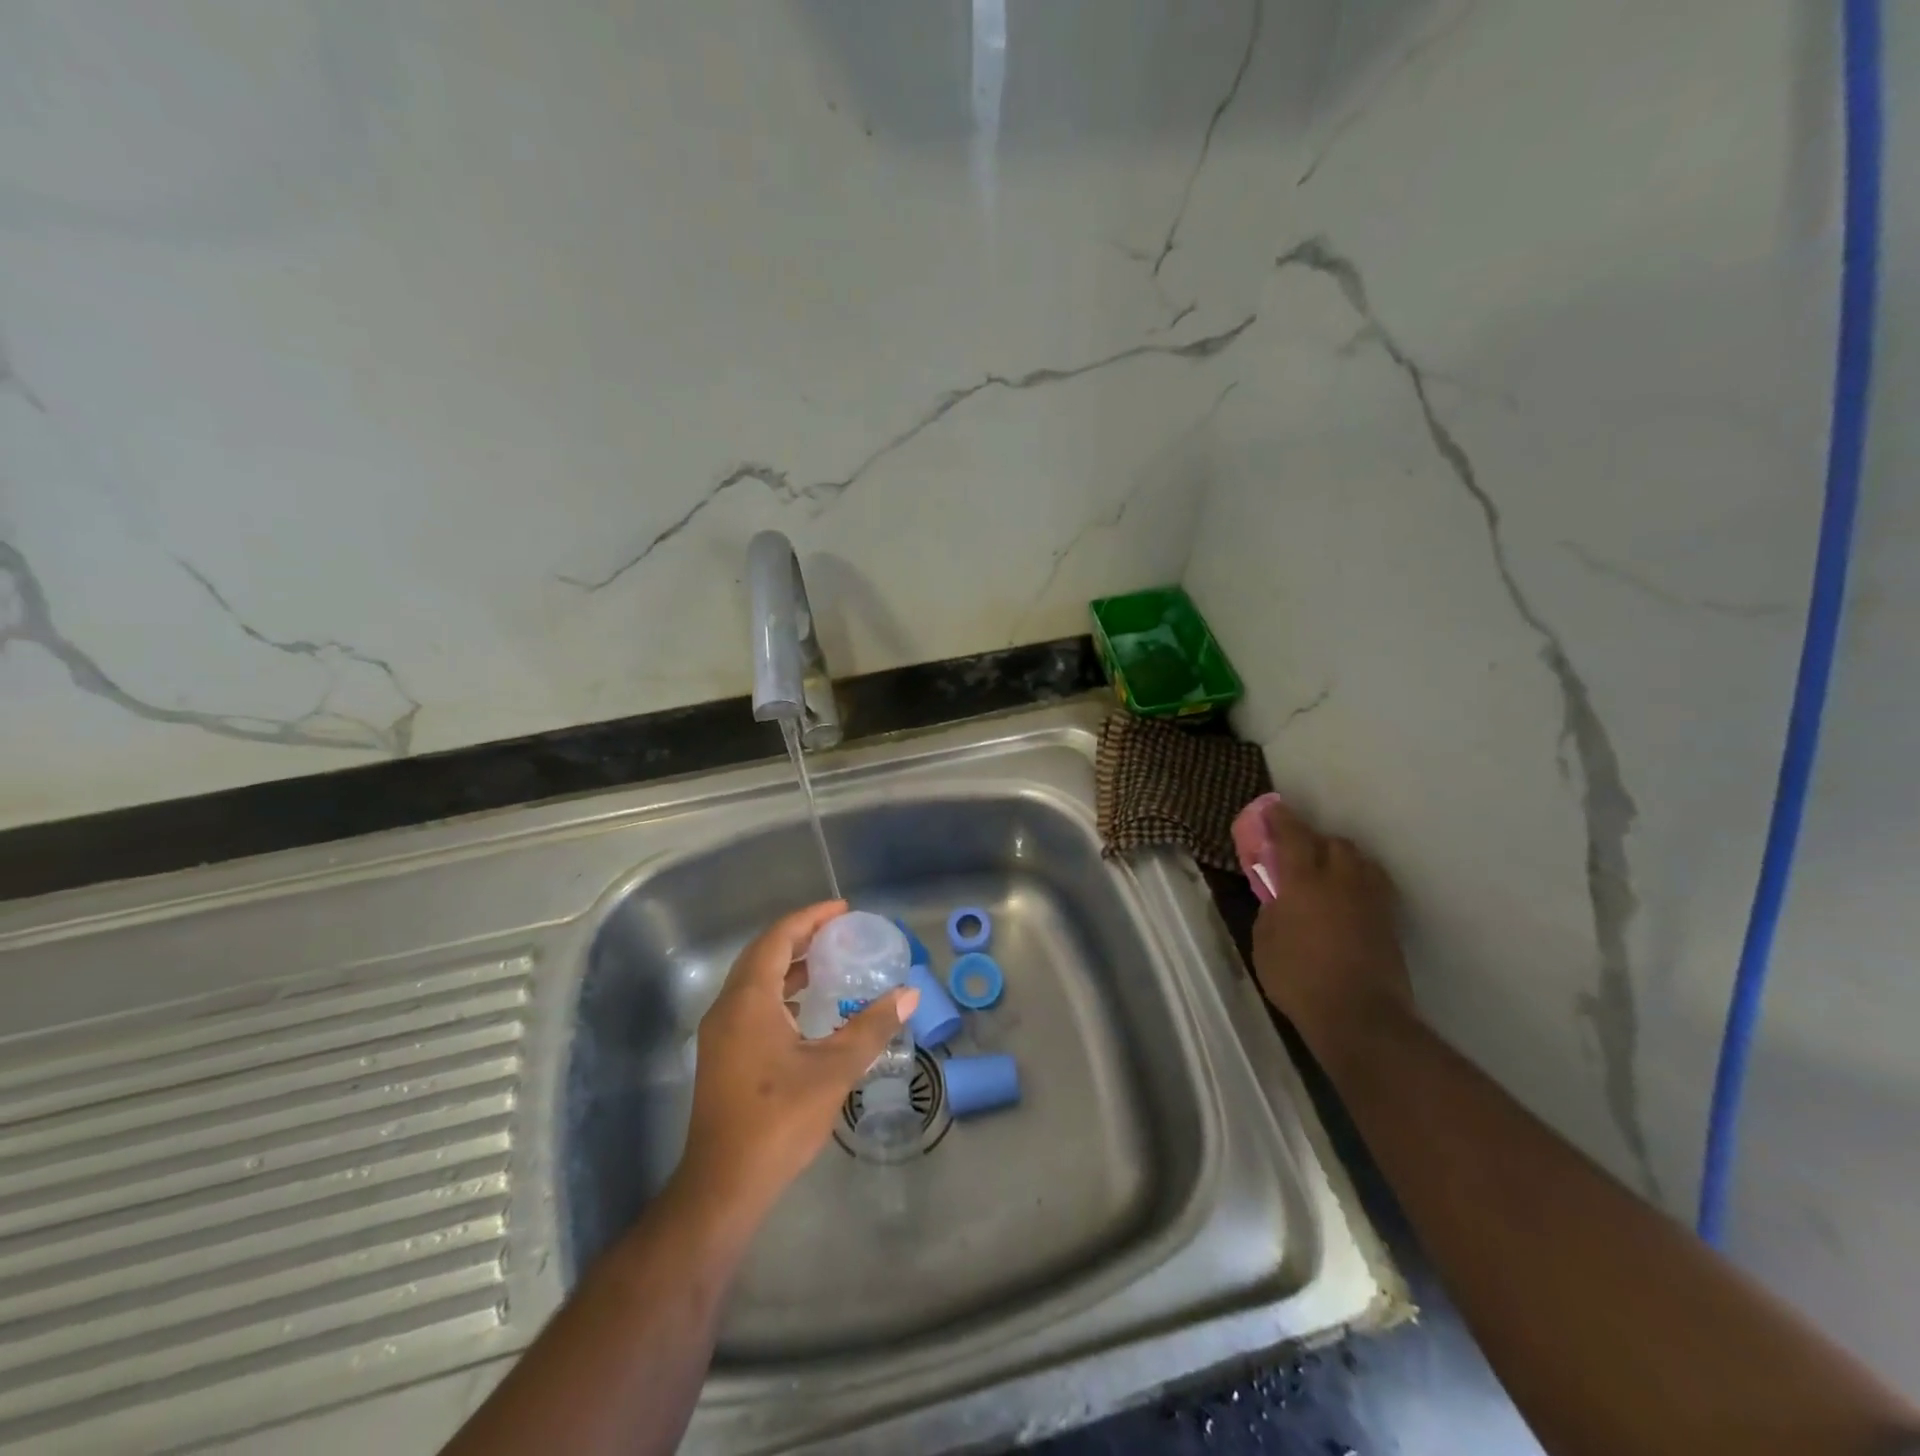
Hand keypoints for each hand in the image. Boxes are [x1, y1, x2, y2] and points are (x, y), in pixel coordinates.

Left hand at [672, 901, 919, 1227]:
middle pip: (763, 954)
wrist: (724, 1185)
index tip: (843, 910)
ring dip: (789, 965)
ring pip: (755, 980)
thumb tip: (908, 994)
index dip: (810, 918)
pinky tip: (808, 1009)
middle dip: (801, 936)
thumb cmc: (778, 1120)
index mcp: (749, 1000)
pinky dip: (780, 992)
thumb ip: (872, 1028)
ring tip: (829, 962)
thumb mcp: (834, 1070)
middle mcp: (728, 1008)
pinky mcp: (722, 1056)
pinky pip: (751, 1004)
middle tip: (840, 931)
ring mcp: (721, 1034)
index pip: (778, 939)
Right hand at [1249, 800, 1415, 1056]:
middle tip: (1299, 852)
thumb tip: (1279, 899)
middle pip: (1333, 843)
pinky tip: (1349, 896)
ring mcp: (1371, 900)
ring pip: (1360, 861)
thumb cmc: (1299, 979)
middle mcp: (1342, 880)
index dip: (1282, 820)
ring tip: (1327, 872)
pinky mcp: (1390, 921)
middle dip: (1315, 841)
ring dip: (1342, 859)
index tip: (1273, 808)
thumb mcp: (1265, 942)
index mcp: (1305, 882)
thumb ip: (1271, 911)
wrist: (1360, 1017)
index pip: (1293, 836)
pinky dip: (1359, 881)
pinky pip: (1374, 885)